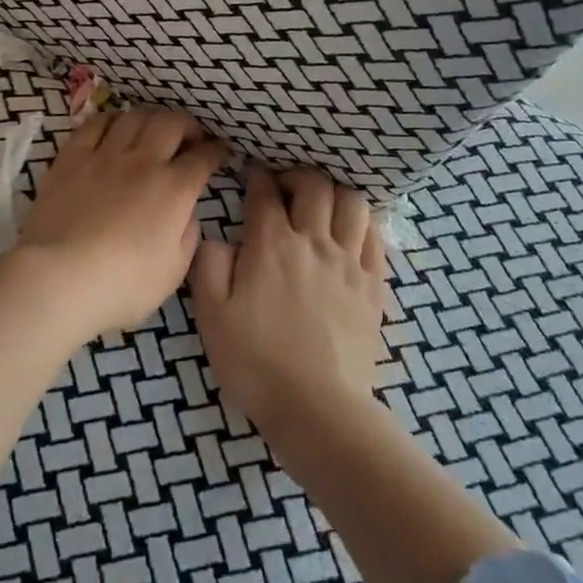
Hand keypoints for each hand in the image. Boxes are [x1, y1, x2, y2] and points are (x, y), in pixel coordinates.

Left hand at [11, 108, 228, 339]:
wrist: (60, 278)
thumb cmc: (123, 284)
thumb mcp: (173, 271)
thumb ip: (187, 235)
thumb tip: (186, 213)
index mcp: (174, 189)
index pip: (203, 157)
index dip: (216, 151)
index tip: (219, 152)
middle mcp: (143, 161)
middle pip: (171, 123)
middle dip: (187, 125)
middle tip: (188, 137)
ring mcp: (105, 155)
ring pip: (133, 117)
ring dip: (149, 119)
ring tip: (151, 131)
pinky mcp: (71, 158)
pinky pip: (94, 124)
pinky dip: (110, 121)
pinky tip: (113, 128)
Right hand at [192, 165, 387, 444]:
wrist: (318, 408)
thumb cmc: (256, 362)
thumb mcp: (211, 315)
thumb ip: (208, 265)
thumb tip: (216, 237)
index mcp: (272, 244)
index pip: (265, 192)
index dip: (257, 177)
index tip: (250, 174)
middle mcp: (314, 242)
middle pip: (314, 185)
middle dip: (296, 177)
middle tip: (284, 189)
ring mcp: (349, 263)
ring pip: (352, 203)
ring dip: (334, 194)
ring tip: (320, 207)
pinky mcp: (374, 286)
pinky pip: (375, 237)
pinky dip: (362, 223)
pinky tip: (350, 232)